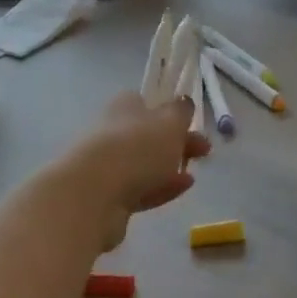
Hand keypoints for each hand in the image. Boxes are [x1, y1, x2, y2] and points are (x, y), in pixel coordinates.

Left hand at [64, 92, 211, 251]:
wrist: (92, 194)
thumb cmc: (136, 148)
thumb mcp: (170, 122)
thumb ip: (181, 111)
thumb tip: (183, 102)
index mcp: (124, 106)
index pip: (148, 103)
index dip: (172, 113)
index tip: (194, 124)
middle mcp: (112, 131)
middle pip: (148, 135)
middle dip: (177, 142)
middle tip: (204, 151)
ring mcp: (107, 165)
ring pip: (144, 163)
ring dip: (169, 167)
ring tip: (193, 174)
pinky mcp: (106, 196)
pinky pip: (140, 188)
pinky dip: (161, 187)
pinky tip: (181, 189)